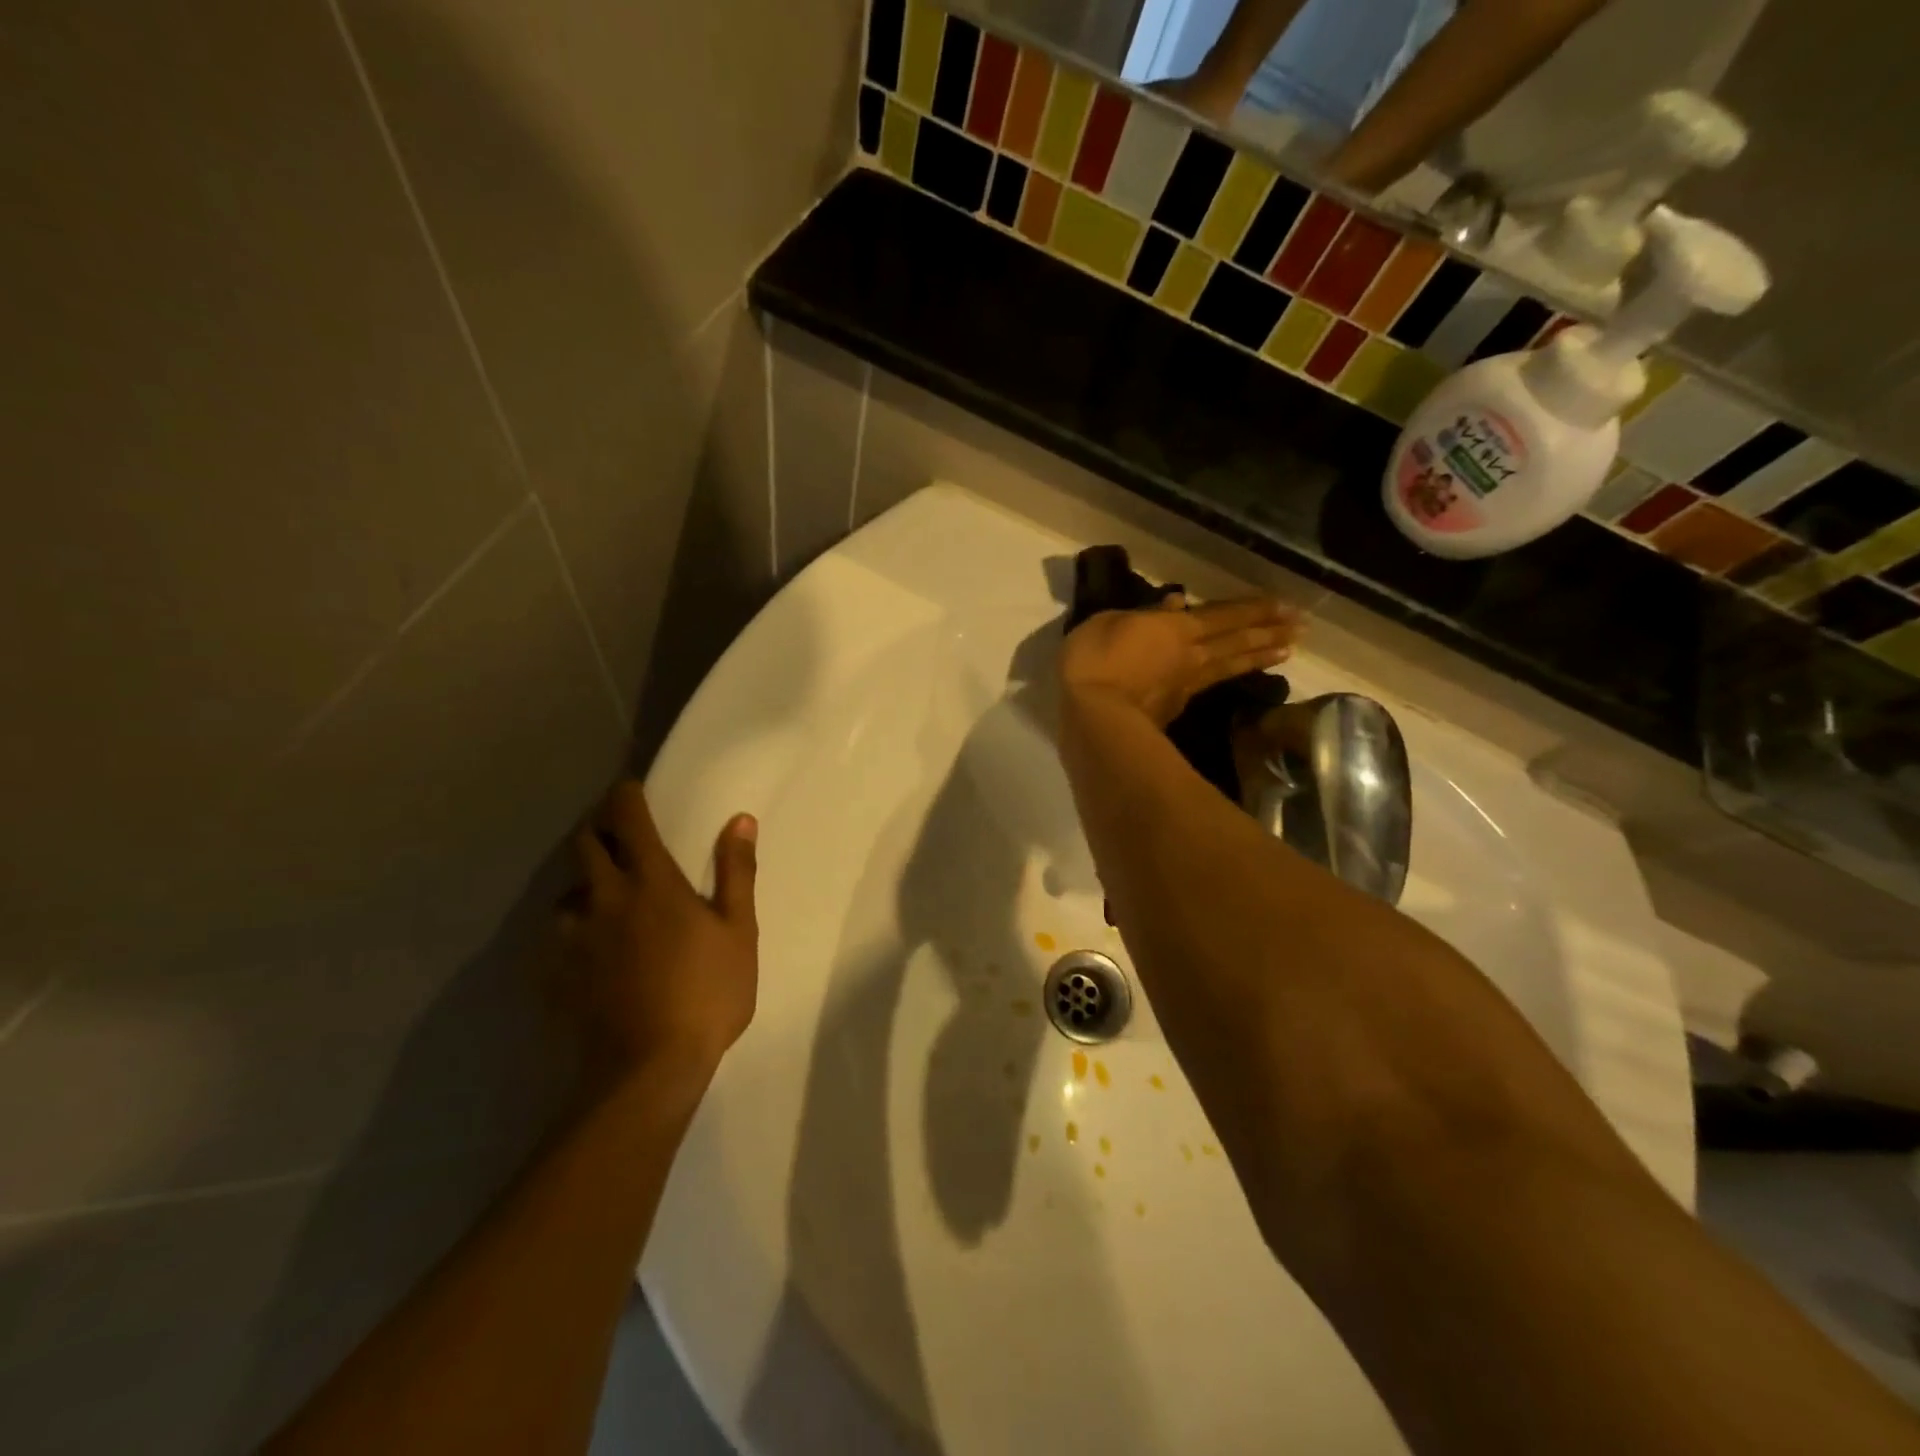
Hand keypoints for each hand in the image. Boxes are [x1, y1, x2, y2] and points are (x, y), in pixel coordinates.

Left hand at [557, 782, 758, 1100]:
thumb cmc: (706, 993)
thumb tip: (740, 820)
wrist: (648, 1069)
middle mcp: (604, 898)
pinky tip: (590, 949)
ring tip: (605, 899)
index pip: (629, 819)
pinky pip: (557, 936)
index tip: (630, 789)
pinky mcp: (555, 973)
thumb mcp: (738, 930)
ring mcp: (573, 937)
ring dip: (584, 884)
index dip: (626, 796)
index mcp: (651, 882)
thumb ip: (736, 871)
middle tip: (619, 836)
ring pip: (567, 892)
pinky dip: (573, 928)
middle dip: (599, 829)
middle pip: (585, 844)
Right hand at [1061, 594, 1300, 726]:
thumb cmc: (1096, 661)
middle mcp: (1192, 655)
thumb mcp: (1110, 622)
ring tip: (1286, 650)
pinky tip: (1234, 675)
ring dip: (1259, 656)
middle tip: (1301, 626)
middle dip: (1270, 631)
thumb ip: (1145, 614)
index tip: (1287, 606)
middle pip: (1238, 641)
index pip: (1224, 615)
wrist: (1093, 717)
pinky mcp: (1175, 708)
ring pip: (1230, 665)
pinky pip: (1210, 684)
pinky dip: (1229, 677)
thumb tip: (1175, 602)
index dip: (1255, 609)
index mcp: (1177, 628)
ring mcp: (1186, 684)